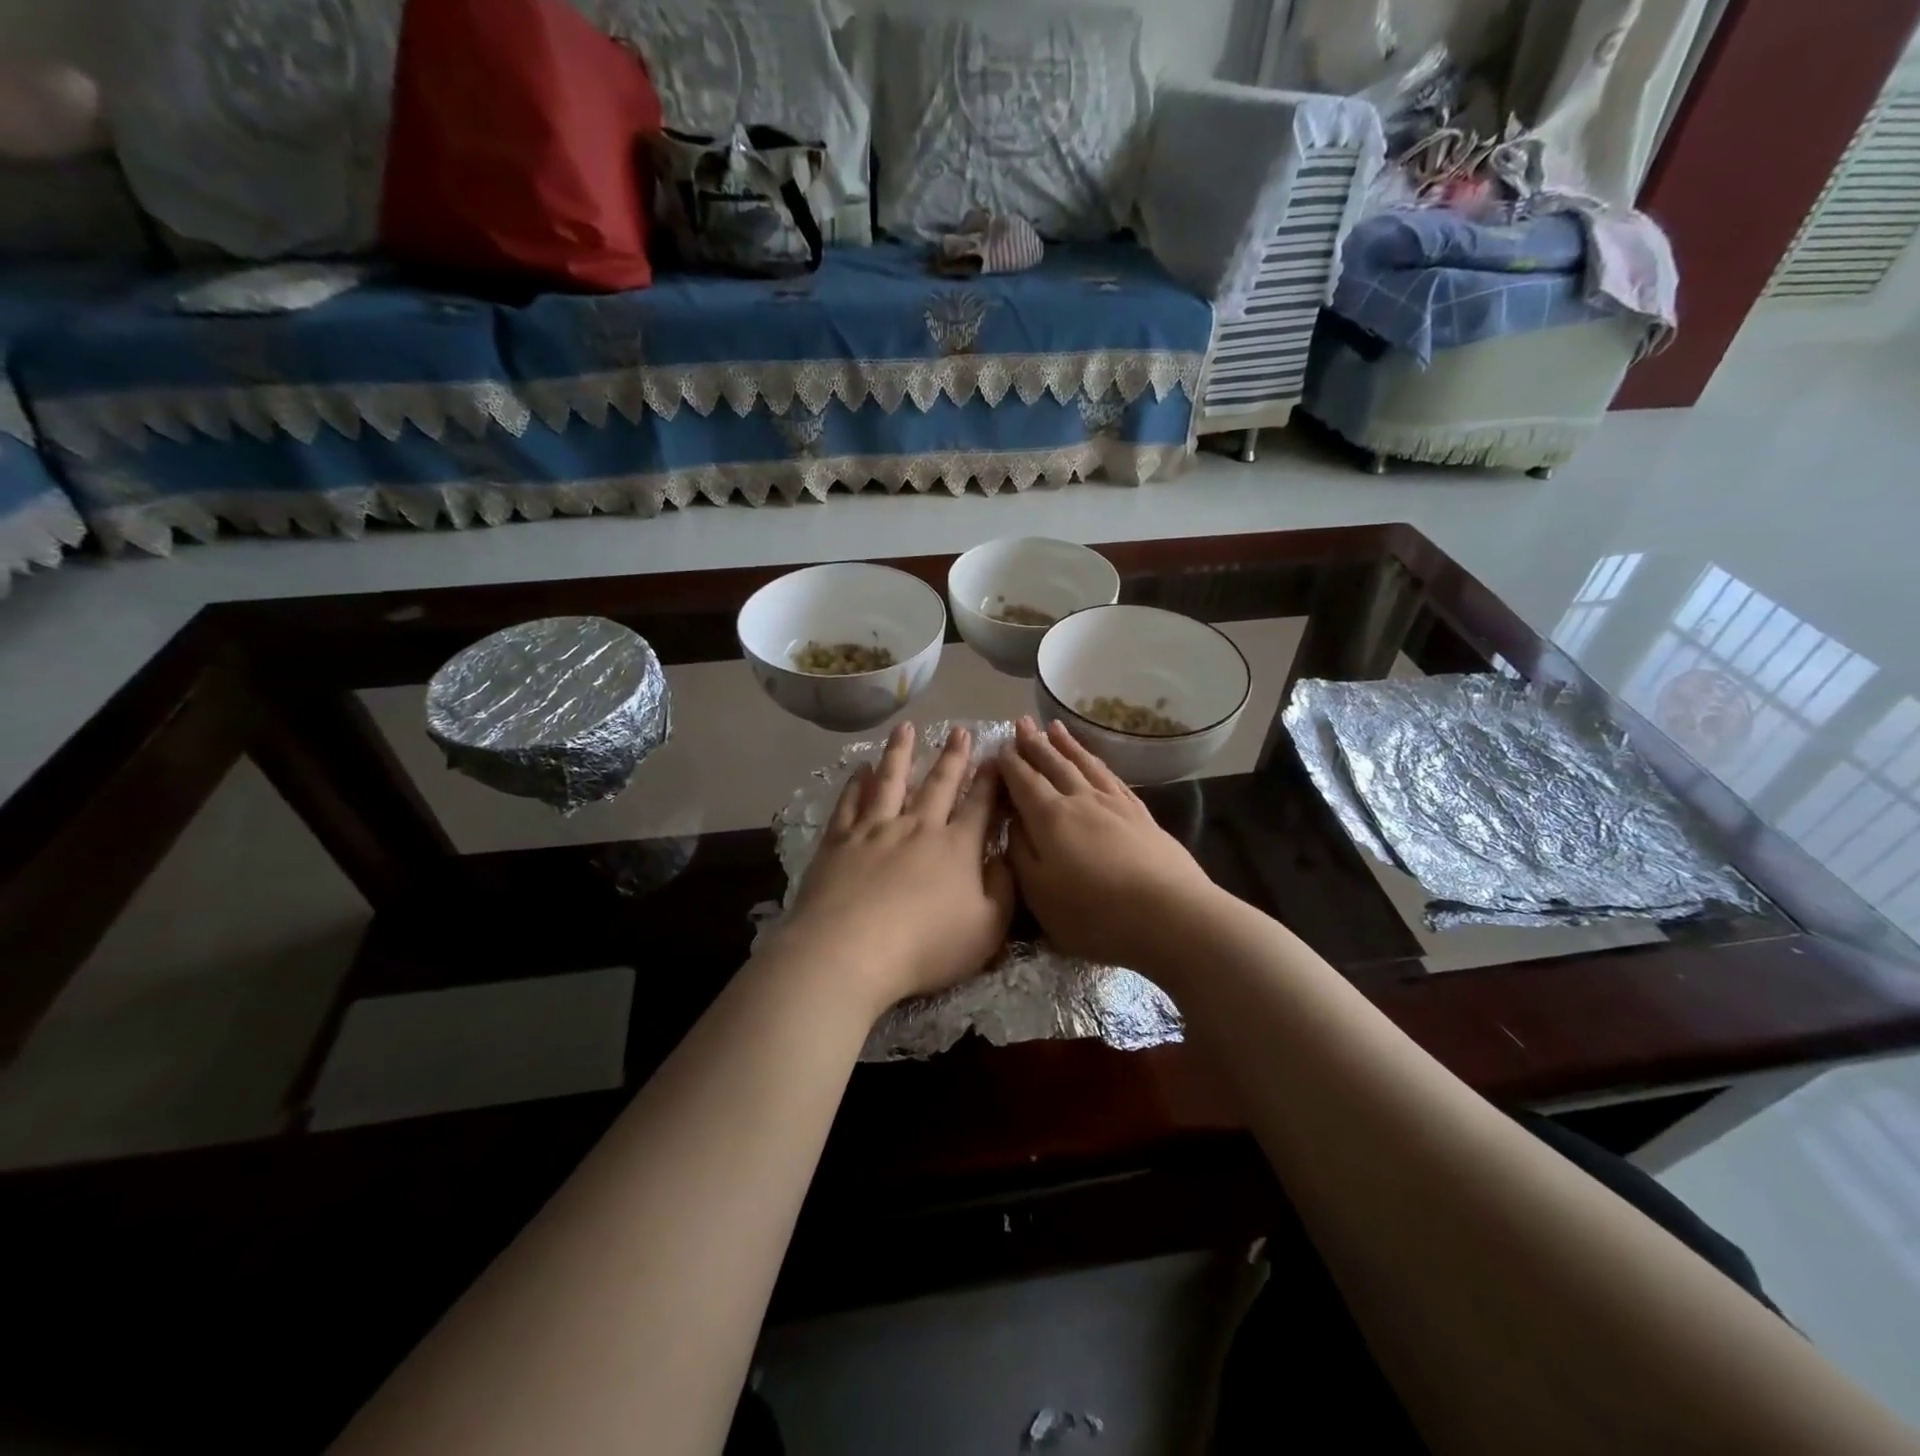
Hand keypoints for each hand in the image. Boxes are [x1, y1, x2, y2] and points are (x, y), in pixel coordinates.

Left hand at [771, 722, 1014, 1013]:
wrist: (851, 951)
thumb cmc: (926, 947)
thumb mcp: (987, 928)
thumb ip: (1003, 889)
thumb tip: (1005, 857)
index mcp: (957, 847)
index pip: (980, 804)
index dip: (991, 780)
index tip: (997, 756)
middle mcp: (918, 827)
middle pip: (938, 783)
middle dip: (952, 756)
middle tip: (960, 730)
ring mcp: (875, 829)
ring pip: (890, 780)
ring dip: (900, 753)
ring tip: (906, 728)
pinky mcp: (840, 841)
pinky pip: (850, 803)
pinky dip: (856, 783)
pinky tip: (860, 768)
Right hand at [1000, 718, 1218, 967]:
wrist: (1169, 915)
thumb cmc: (1094, 913)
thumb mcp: (1039, 893)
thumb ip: (1020, 853)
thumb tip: (1012, 822)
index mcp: (1050, 818)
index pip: (1024, 781)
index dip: (1009, 764)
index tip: (997, 747)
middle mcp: (1080, 799)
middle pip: (1053, 764)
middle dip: (1034, 744)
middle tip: (1021, 722)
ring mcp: (1114, 803)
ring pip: (1084, 764)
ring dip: (1066, 745)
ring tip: (1054, 727)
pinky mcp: (1141, 814)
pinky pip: (1112, 777)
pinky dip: (1097, 762)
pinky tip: (1095, 761)